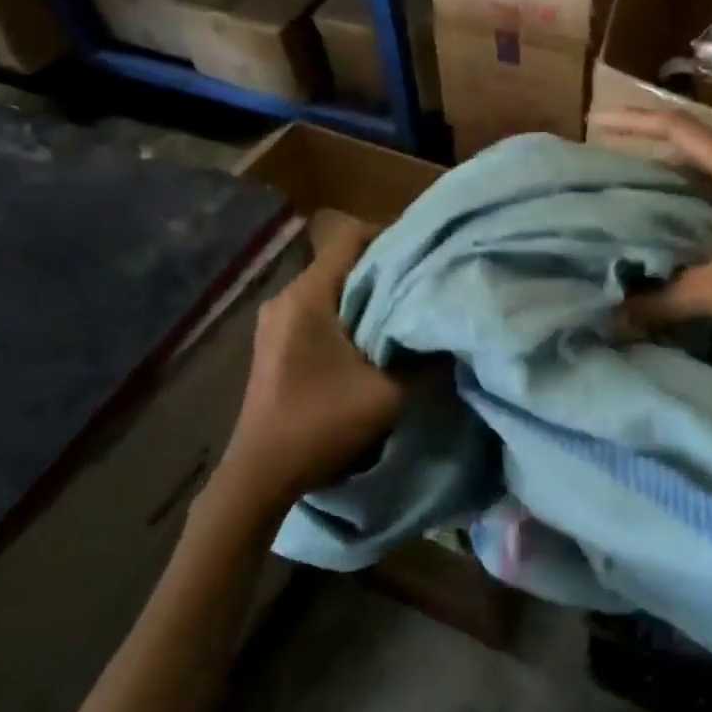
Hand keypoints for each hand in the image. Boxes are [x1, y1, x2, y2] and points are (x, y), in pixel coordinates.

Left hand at [212, 216, 403, 511]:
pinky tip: (373, 336)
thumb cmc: (321, 425)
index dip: (392, 236)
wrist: (260, 475)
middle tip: (425, 282)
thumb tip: (450, 335)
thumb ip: (424, 360)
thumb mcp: (388, 395)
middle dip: (385, 268)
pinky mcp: (275, 342)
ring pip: (332, 287)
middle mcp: (285, 298)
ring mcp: (276, 320)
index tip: (426, 253)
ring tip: (405, 309)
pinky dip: (349, 313)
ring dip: (368, 294)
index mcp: (307, 297)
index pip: (350, 238)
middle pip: (342, 261)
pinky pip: (319, 309)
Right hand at [590, 108, 711, 345]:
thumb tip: (616, 313)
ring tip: (633, 187)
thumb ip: (667, 299)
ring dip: (673, 172)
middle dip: (647, 145)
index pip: (679, 129)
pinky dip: (695, 196)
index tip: (595, 125)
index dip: (634, 122)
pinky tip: (679, 221)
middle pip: (694, 142)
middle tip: (606, 160)